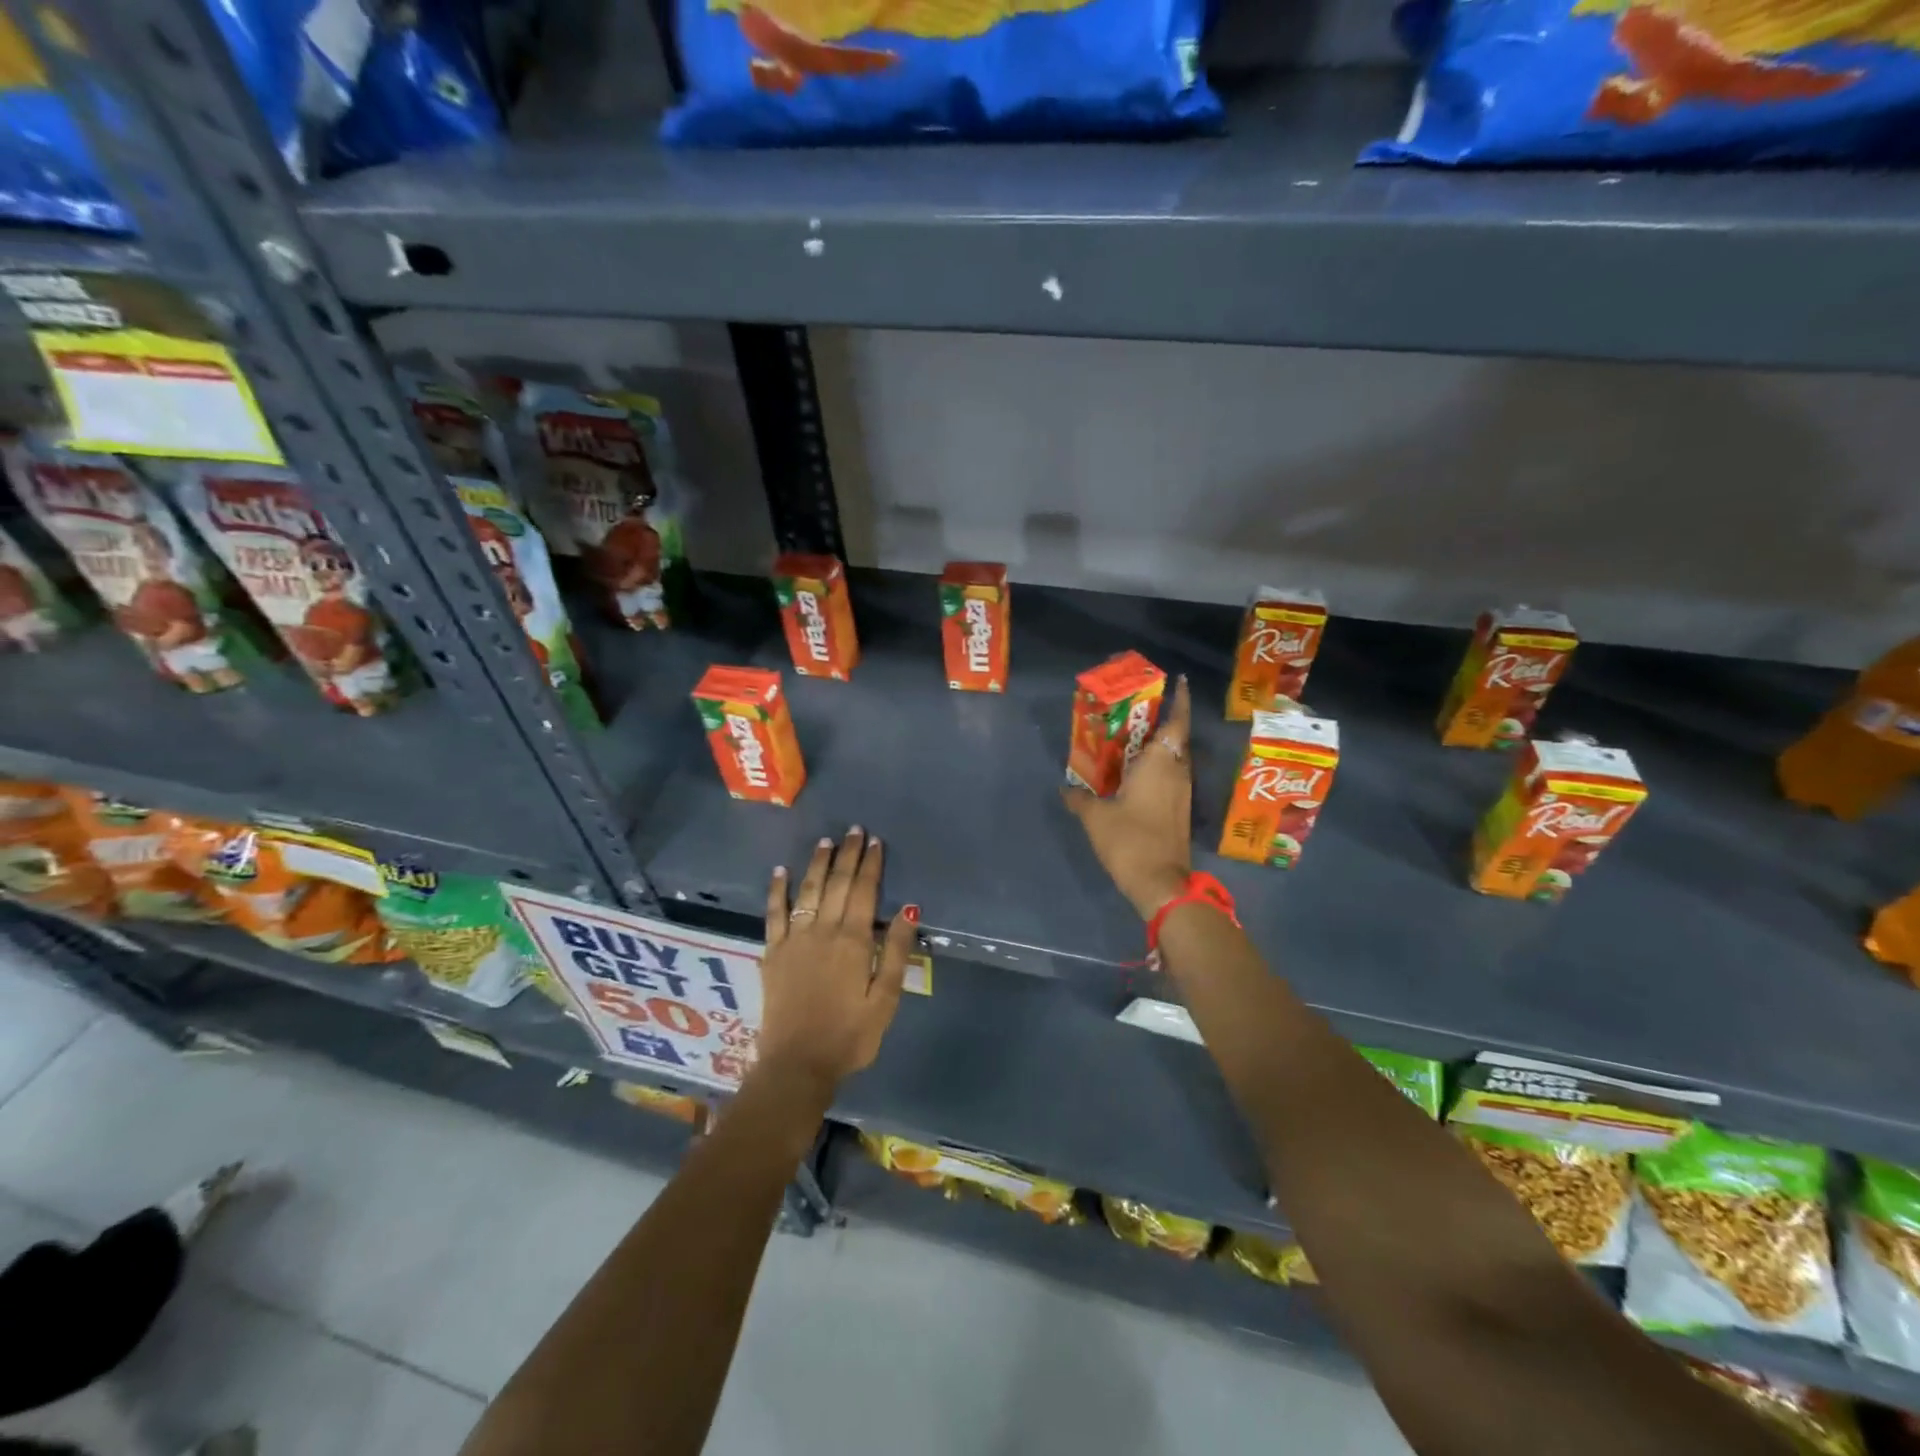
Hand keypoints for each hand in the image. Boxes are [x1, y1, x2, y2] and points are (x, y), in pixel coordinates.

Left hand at [755, 828, 915, 1096]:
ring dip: (817, 864)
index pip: (864, 892)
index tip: (875, 842)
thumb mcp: (885, 999)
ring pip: (807, 891)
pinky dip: (777, 890)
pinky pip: (773, 914)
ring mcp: (794, 940)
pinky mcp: (773, 953)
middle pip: (836, 884)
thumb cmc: (849, 1036)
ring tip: (825, 842)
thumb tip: (908, 909)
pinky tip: (780, 871)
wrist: (797, 1065)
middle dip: (847, 855)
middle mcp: (822, 931)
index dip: (871, 865)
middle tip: (853, 831)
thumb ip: (894, 952)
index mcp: (853, 941)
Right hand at [1063, 674, 1193, 919]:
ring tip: (1133, 737)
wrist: (1160, 883)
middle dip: (1164, 720)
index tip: (1180, 681)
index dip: (1181, 700)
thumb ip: (1080, 798)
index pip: (1176, 722)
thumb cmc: (1129, 840)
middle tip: (1140, 708)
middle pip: (1176, 738)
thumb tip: (1065, 788)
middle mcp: (1176, 772)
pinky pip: (1170, 776)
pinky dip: (1158, 767)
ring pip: (1174, 758)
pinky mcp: (1179, 810)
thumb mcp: (1095, 817)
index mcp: (1160, 763)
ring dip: (1160, 745)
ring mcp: (1181, 793)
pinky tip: (1135, 772)